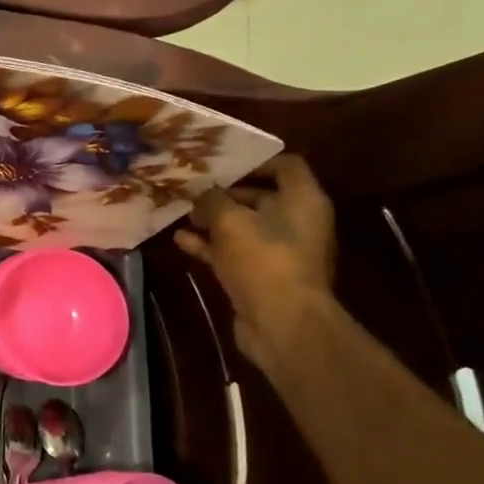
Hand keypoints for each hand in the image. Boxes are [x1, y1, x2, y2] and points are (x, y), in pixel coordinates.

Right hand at [174, 154, 334, 370]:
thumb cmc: (263, 260)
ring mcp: (278, 251)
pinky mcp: (261, 275)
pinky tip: (180, 241)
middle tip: (192, 188)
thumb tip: (201, 192)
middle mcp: (296, 222)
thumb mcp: (230, 221)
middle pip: (261, 196)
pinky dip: (210, 246)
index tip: (221, 163)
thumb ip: (212, 201)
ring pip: (243, 226)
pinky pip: (233, 252)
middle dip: (225, 193)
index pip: (286, 166)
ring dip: (213, 220)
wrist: (281, 322)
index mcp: (302, 201)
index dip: (254, 161)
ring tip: (181, 212)